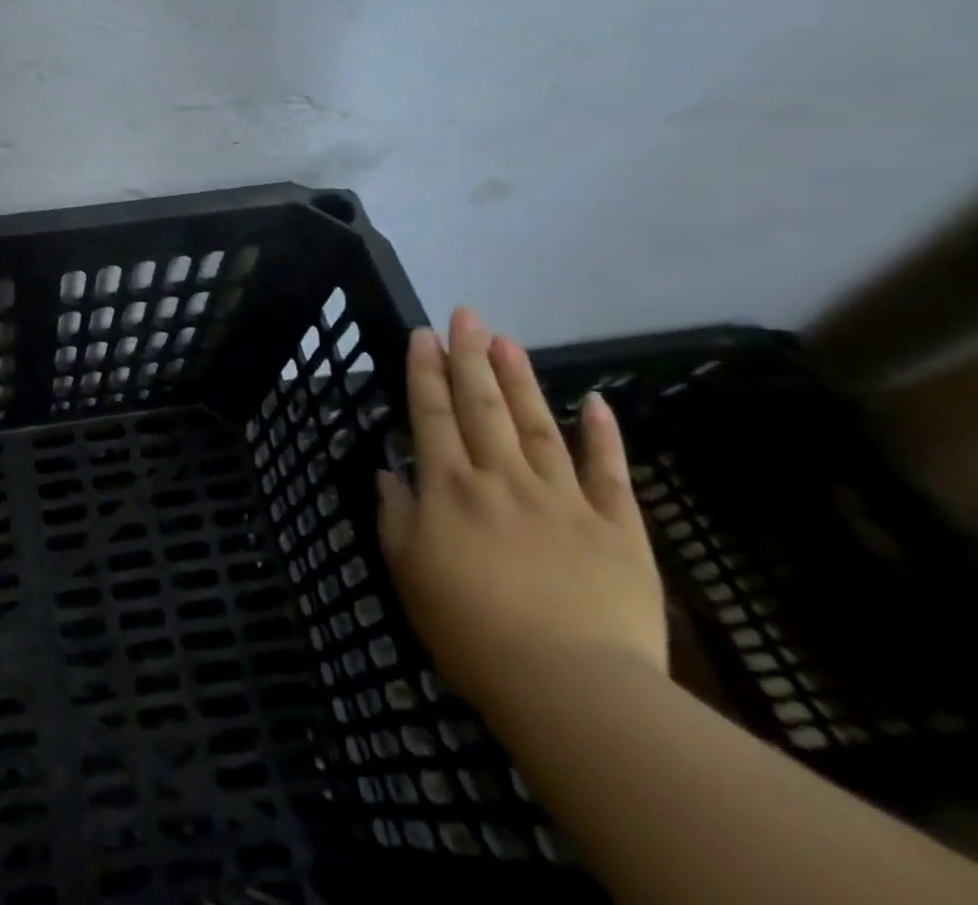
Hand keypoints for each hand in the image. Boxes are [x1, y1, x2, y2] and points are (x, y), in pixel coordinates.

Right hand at [376, 308, 665, 717]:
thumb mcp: (408, 574)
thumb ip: (395, 516)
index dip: (425, 372)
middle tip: (466, 314)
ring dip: (520, 379)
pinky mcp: (617, 528)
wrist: (571, 689)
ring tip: (507, 340)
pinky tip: (597, 403)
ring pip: (538, 425)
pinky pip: (609, 473)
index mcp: (449, 489)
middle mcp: (501, 478)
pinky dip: (604, 436)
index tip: (423, 334)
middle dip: (470, 356)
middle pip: (482, 406)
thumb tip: (387, 471)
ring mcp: (562, 499)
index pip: (432, 416)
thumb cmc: (471, 632)